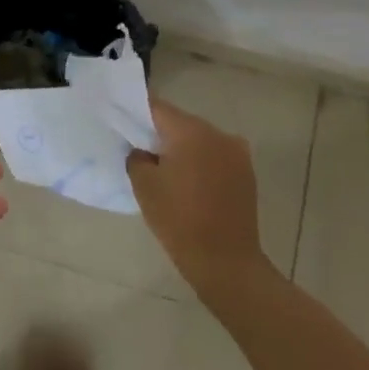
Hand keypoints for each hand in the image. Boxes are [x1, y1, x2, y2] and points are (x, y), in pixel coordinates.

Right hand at [127, 99, 268, 294]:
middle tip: (140, 149)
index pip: (157, 108)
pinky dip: (200, 162)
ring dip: (182, 148)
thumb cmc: (178, 220)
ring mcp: (236, 152)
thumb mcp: (144, 185)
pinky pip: (215, 156)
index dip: (136, 113)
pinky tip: (188, 183)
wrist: (226, 262)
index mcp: (191, 131)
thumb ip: (137, 157)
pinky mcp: (246, 172)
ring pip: (199, 139)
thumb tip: (142, 150)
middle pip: (180, 122)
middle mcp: (218, 133)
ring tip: (165, 170)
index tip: (122, 122)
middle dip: (160, 133)